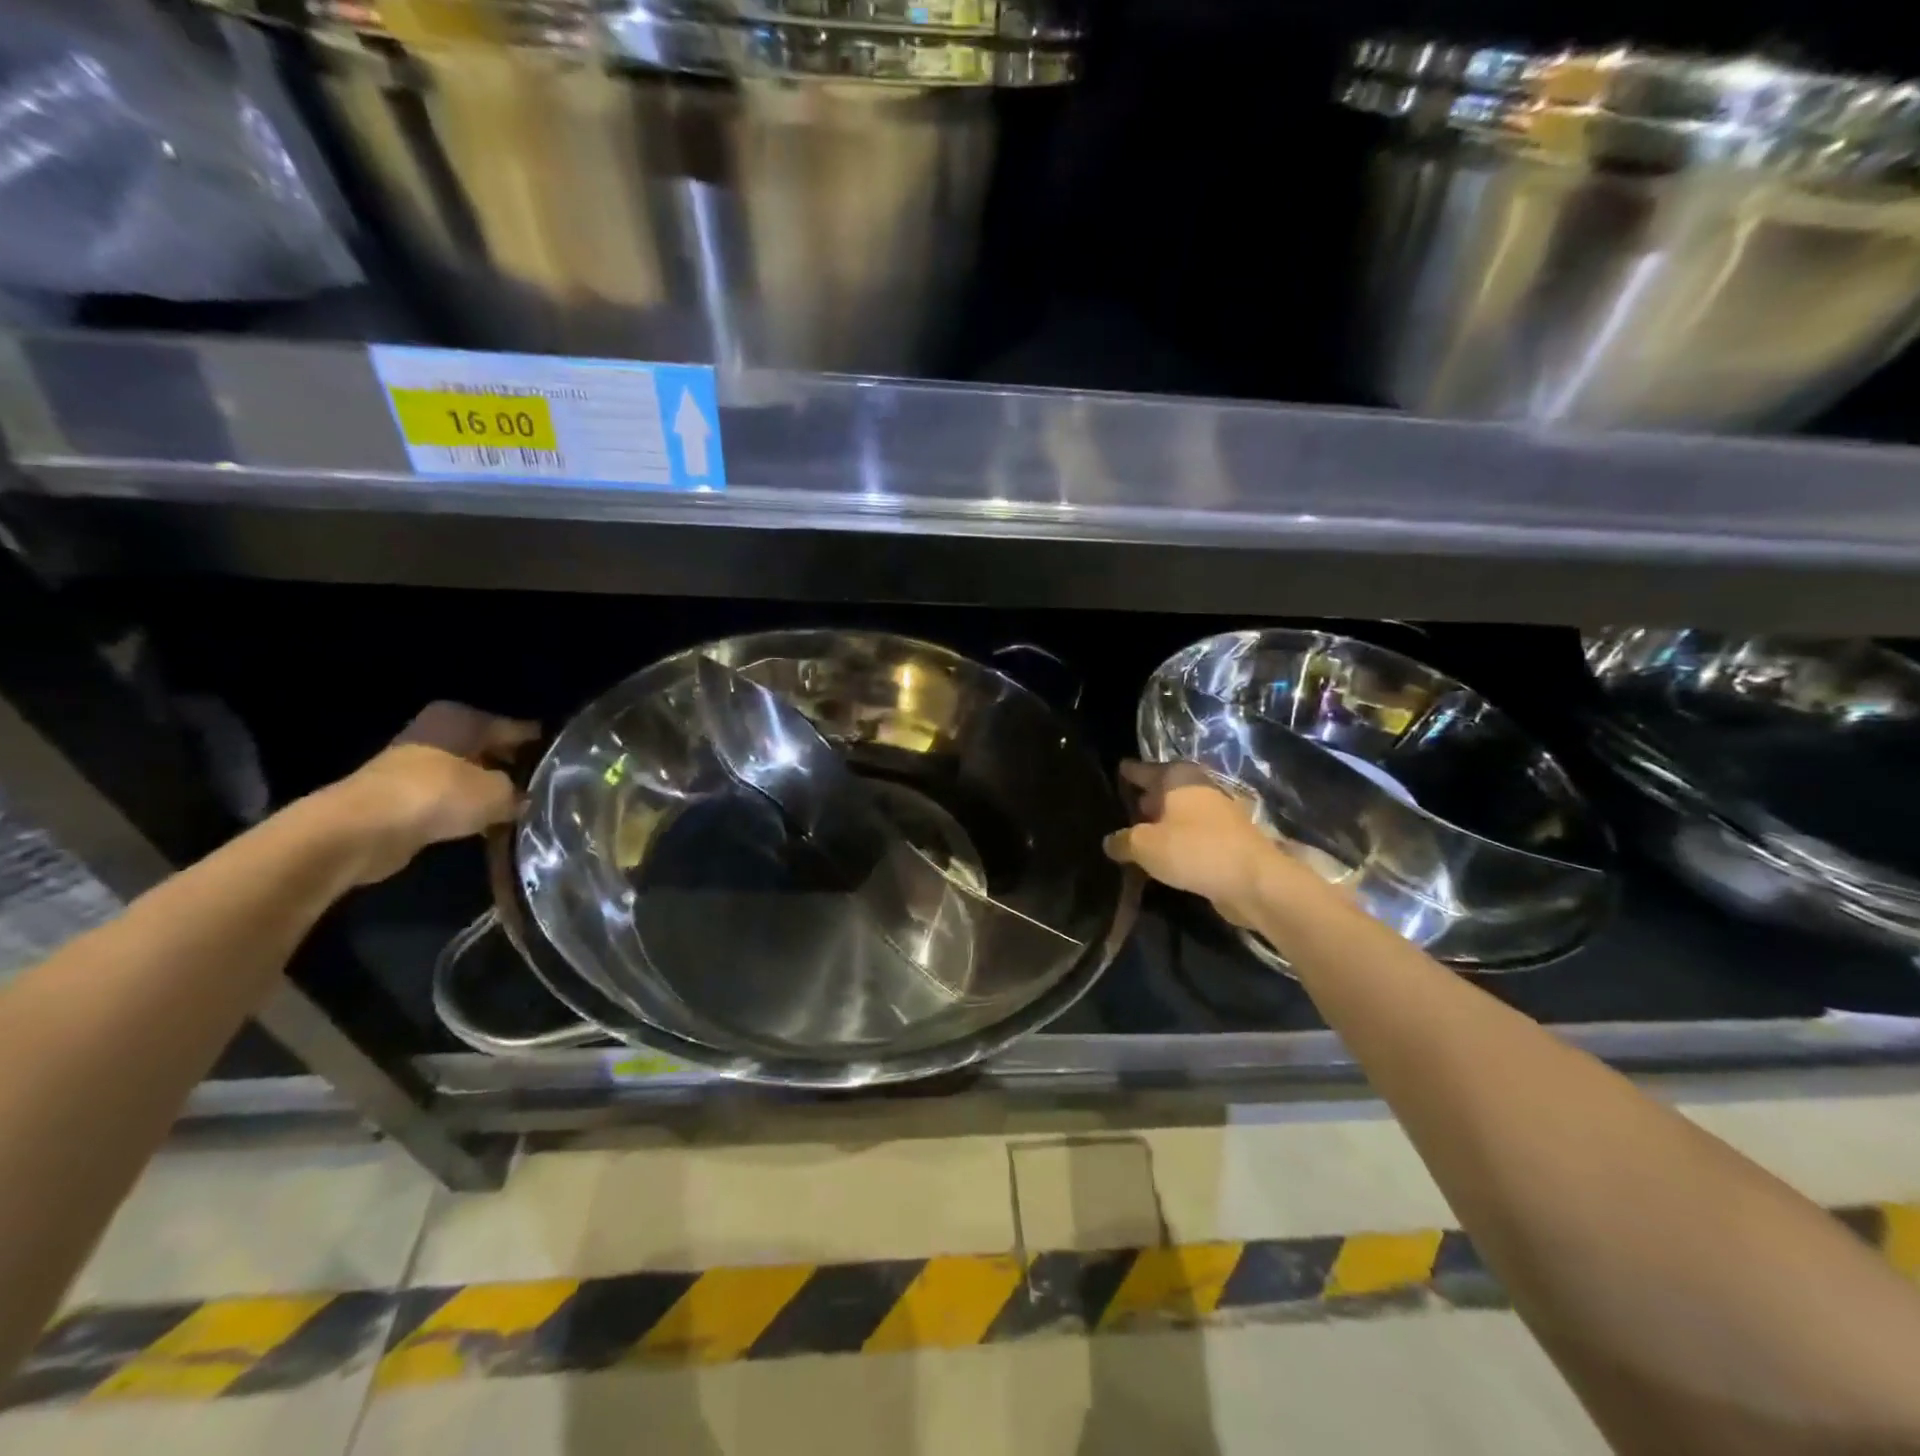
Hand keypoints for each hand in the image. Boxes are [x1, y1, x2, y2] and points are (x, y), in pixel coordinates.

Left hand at [326, 703, 539, 884]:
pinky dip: (468, 810)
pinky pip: (451, 800)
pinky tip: (491, 825)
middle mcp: (440, 733)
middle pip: (492, 750)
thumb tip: (526, 800)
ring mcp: (418, 765)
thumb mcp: (498, 792)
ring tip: (525, 811)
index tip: (567, 764)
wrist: (363, 830)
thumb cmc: (438, 794)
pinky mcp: (404, 797)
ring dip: (491, 793)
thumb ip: (519, 793)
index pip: (518, 728)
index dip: (543, 747)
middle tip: (550, 790)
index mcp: (463, 718)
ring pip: (471, 776)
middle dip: (516, 770)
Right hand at [1103, 760, 1293, 927]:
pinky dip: (1177, 839)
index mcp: (1178, 778)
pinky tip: (1163, 855)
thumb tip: (1110, 842)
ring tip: (1138, 835)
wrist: (1253, 881)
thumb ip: (1122, 841)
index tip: (1117, 770)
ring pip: (1179, 813)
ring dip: (1161, 822)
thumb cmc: (1193, 850)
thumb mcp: (1145, 846)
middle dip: (1145, 798)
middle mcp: (1199, 787)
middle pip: (1164, 789)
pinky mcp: (1227, 838)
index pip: (1144, 769)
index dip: (1129, 772)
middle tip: (1122, 809)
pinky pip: (1192, 833)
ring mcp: (1217, 812)